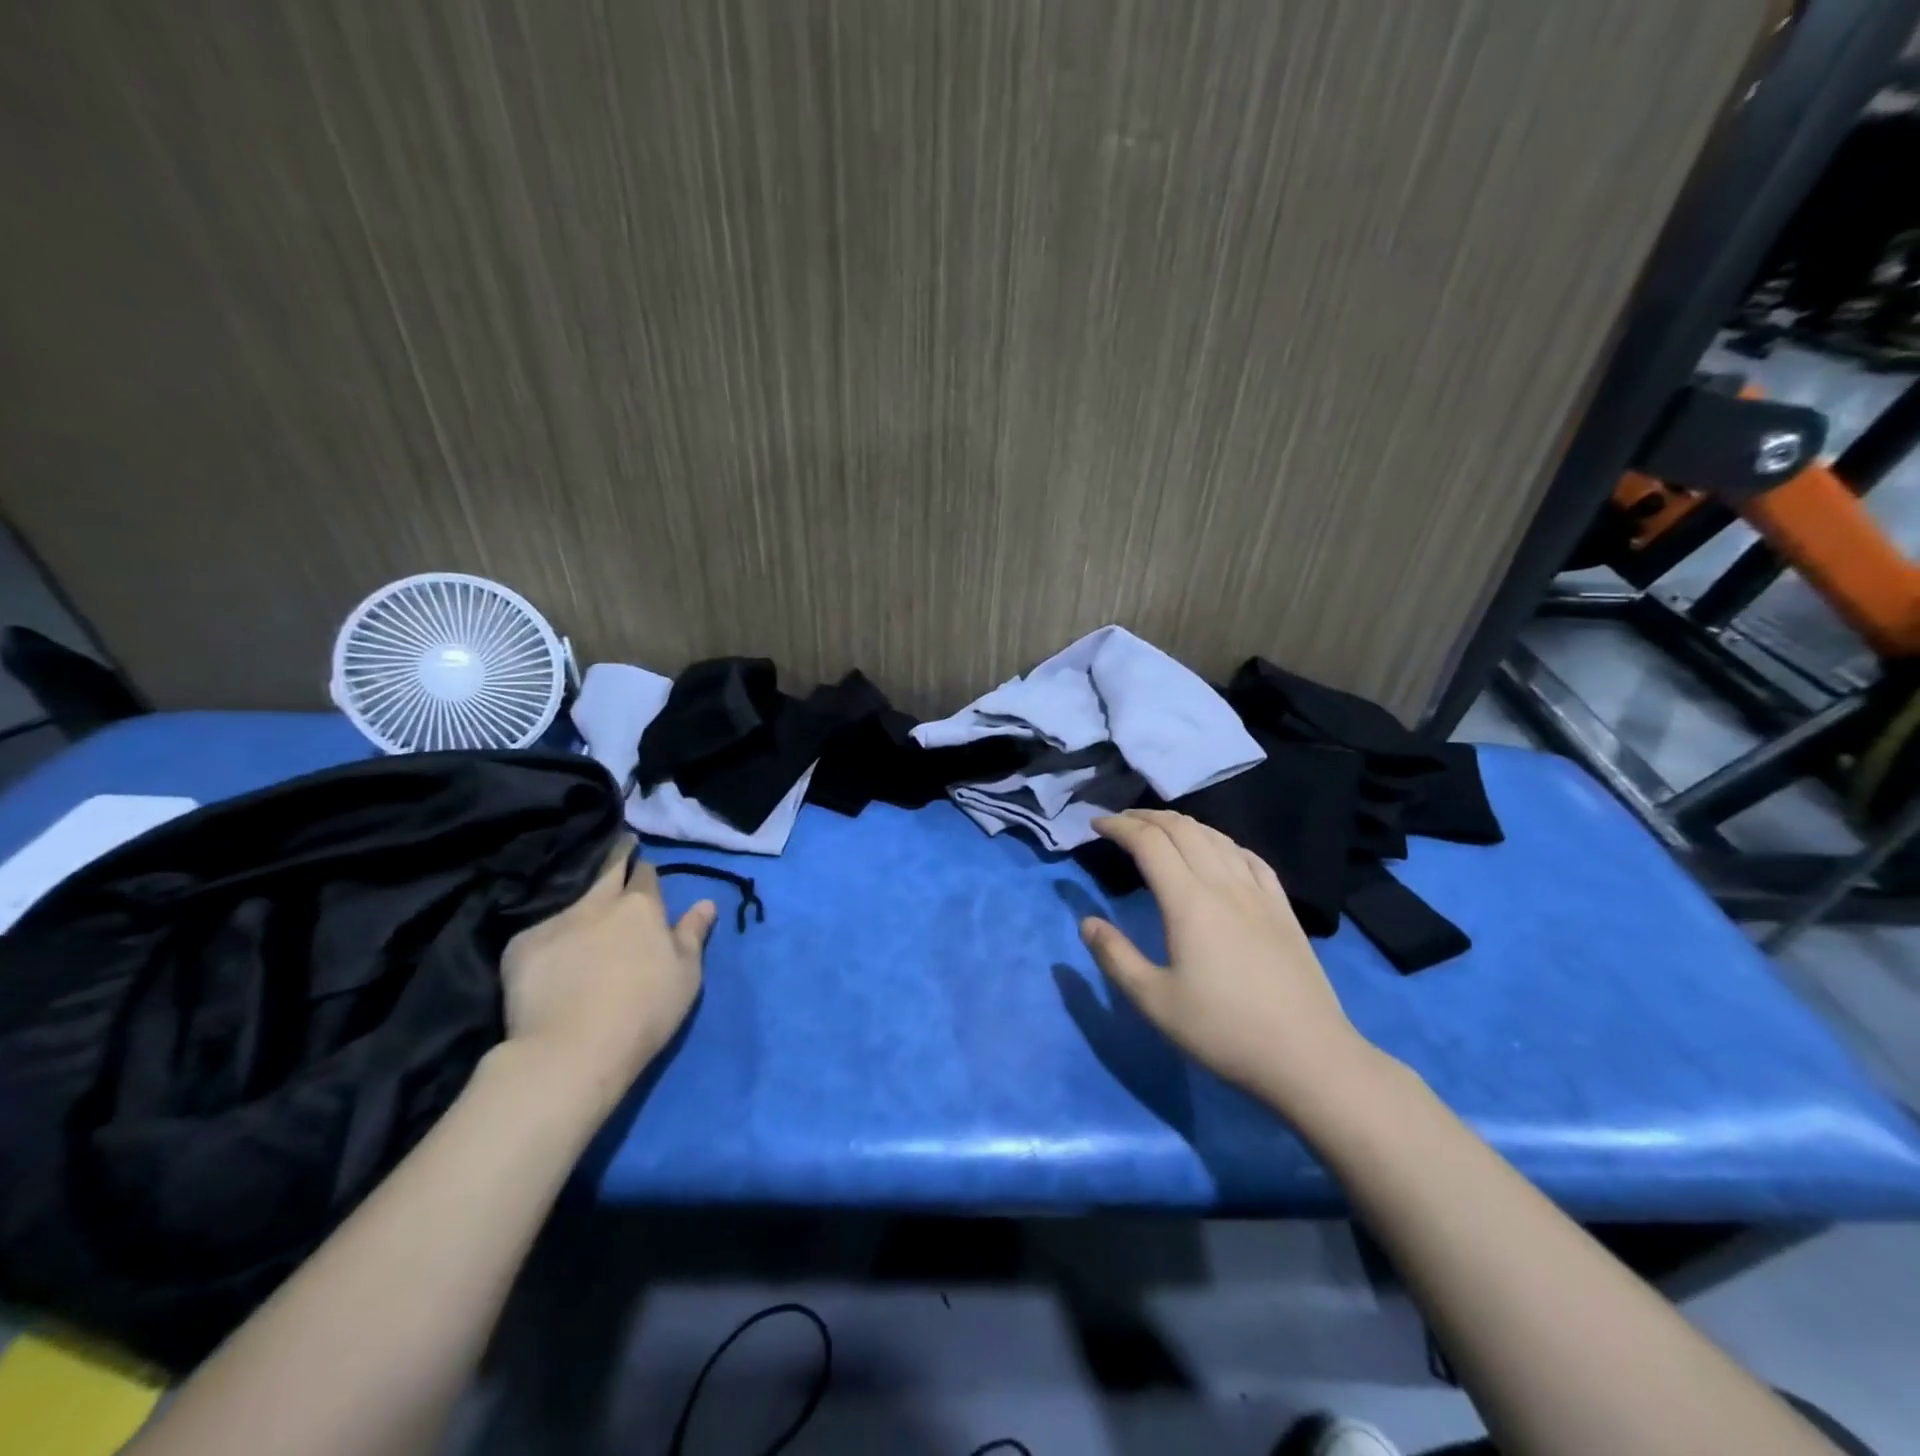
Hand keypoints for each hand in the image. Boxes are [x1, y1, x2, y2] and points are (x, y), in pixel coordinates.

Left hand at [499, 835, 715, 1112]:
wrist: (572, 1051)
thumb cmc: (645, 1012)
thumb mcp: (686, 975)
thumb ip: (692, 934)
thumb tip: (706, 903)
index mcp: (641, 907)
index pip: (644, 874)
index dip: (644, 872)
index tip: (642, 870)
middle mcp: (598, 904)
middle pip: (606, 872)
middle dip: (614, 860)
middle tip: (618, 854)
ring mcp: (556, 922)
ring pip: (573, 904)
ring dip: (582, 909)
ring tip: (583, 923)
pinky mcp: (521, 947)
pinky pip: (540, 936)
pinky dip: (550, 944)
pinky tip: (551, 964)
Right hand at [1080, 810, 1373, 1112]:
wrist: (1308, 1056)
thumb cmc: (1223, 1031)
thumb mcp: (1155, 1002)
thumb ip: (1115, 957)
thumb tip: (1087, 922)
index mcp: (1188, 902)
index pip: (1149, 843)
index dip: (1119, 827)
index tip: (1095, 826)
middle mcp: (1223, 884)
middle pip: (1182, 829)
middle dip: (1145, 818)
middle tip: (1119, 823)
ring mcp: (1258, 893)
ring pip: (1216, 837)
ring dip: (1181, 824)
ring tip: (1159, 829)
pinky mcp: (1283, 908)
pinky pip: (1249, 857)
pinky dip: (1222, 841)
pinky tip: (1218, 850)